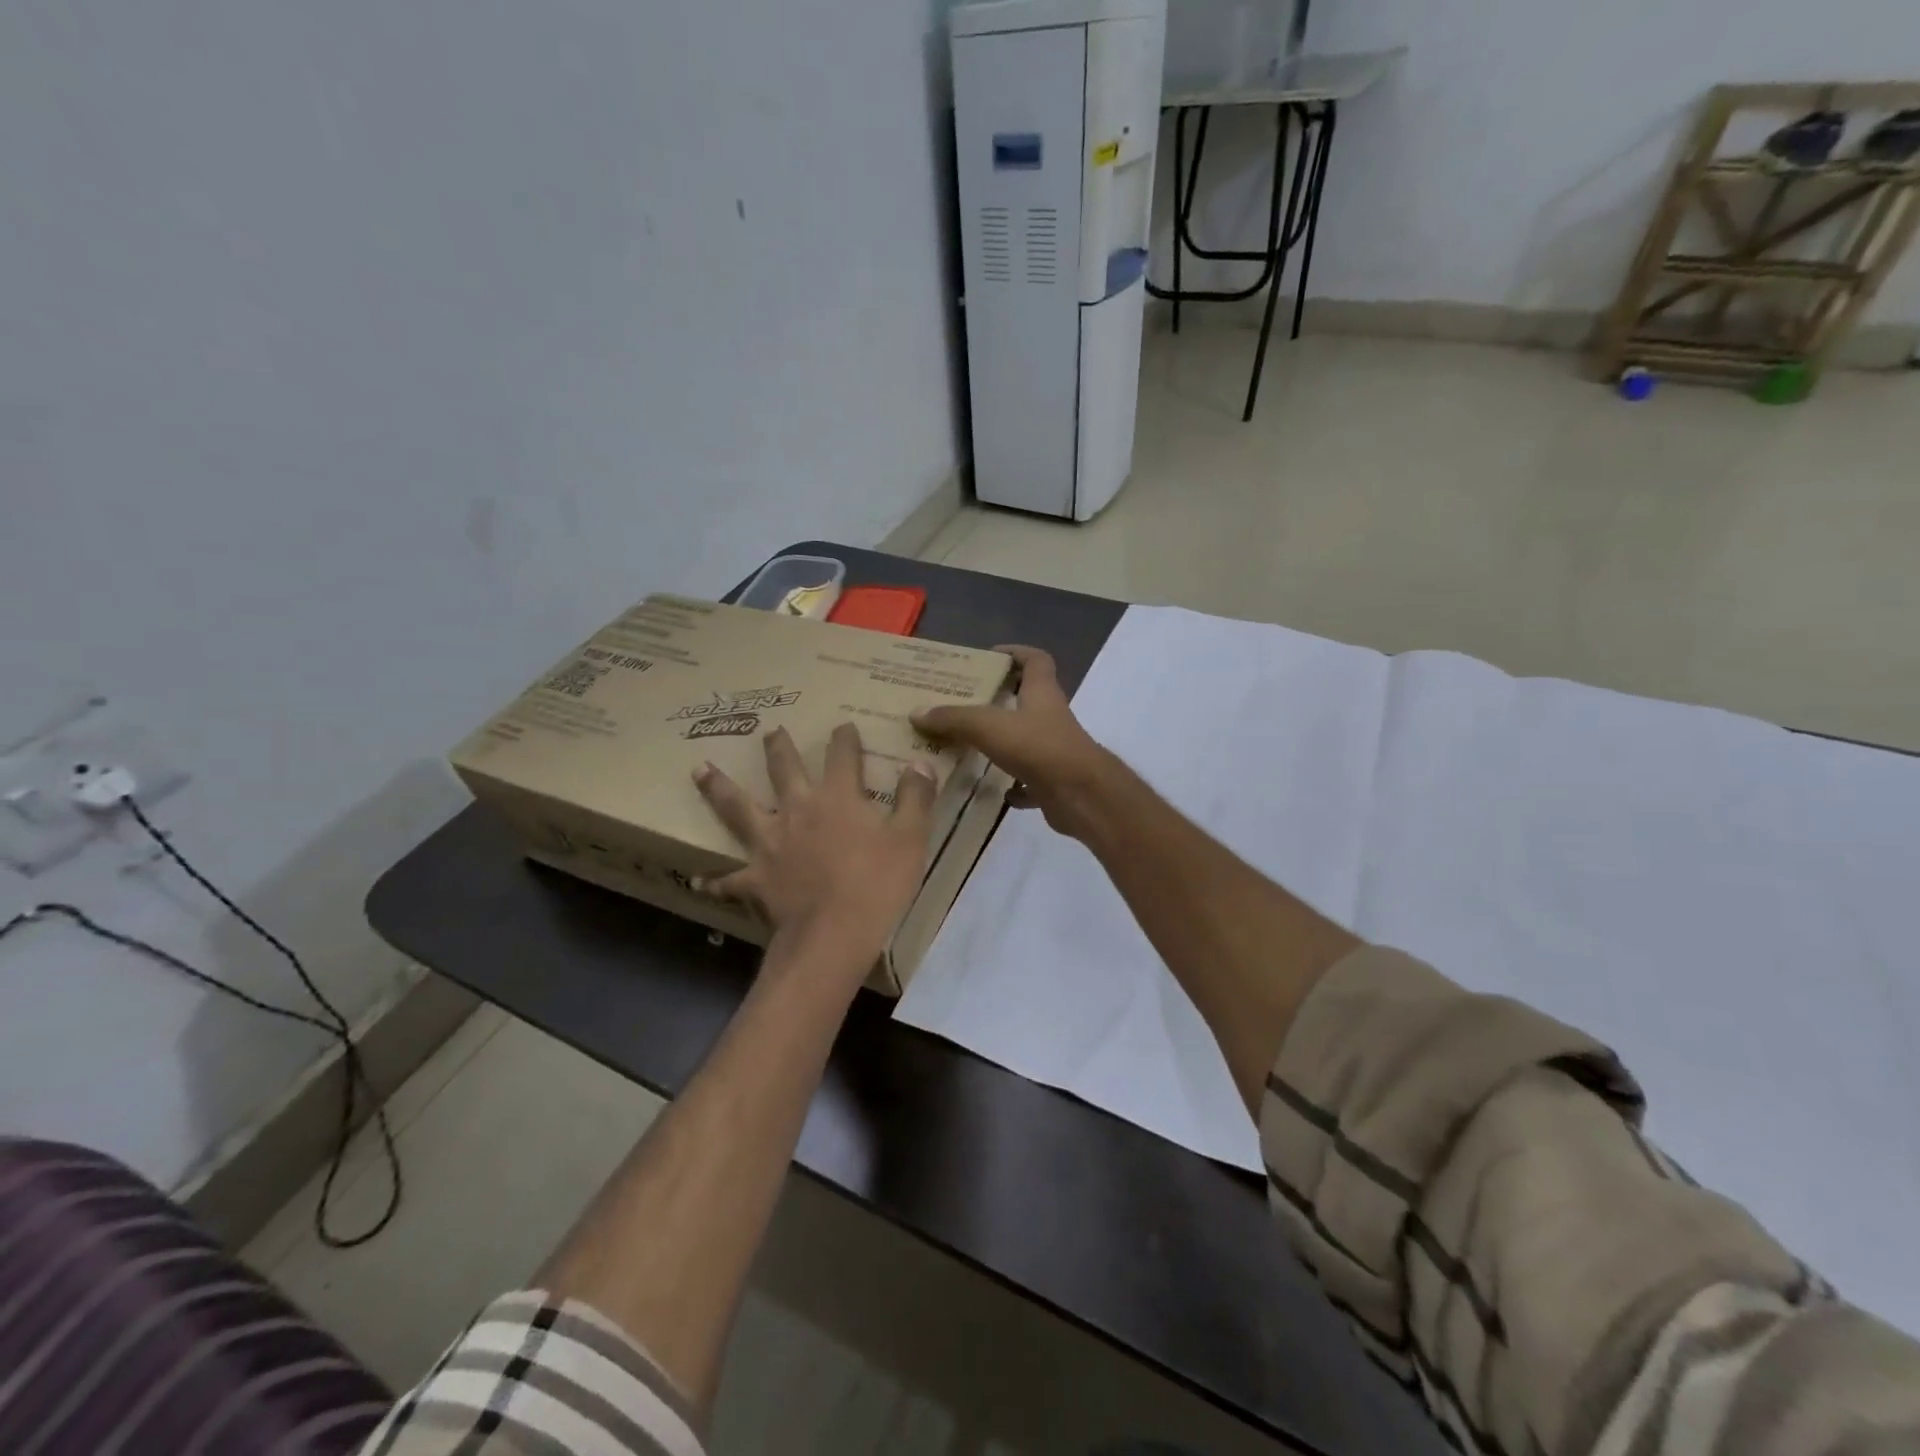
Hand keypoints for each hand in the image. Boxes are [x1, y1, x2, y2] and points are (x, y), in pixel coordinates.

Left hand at [694, 724, 936, 964]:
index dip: (844, 739)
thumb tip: (920, 763)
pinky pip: (730, 878)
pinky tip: (699, 880)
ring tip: (699, 769)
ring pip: (738, 808)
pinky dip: (716, 880)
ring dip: (719, 788)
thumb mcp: (911, 838)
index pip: (842, 757)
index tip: (843, 725)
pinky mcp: (756, 878)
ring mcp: (771, 843)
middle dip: (779, 748)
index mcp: (838, 799)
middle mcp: (798, 811)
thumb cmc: (878, 884)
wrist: (834, 934)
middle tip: (770, 731)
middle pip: (784, 770)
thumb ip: (915, 798)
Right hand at [912, 645, 1115, 840]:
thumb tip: (917, 712)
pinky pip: (1030, 780)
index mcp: (1042, 693)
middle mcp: (1051, 717)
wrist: (1081, 796)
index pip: (1036, 660)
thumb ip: (953, 718)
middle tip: (965, 702)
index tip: (990, 656)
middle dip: (1001, 699)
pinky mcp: (1054, 781)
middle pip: (1029, 699)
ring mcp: (1055, 751)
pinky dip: (1013, 784)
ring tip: (969, 746)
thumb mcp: (989, 726)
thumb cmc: (1039, 748)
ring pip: (1027, 740)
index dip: (1016, 653)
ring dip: (1003, 742)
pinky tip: (993, 791)